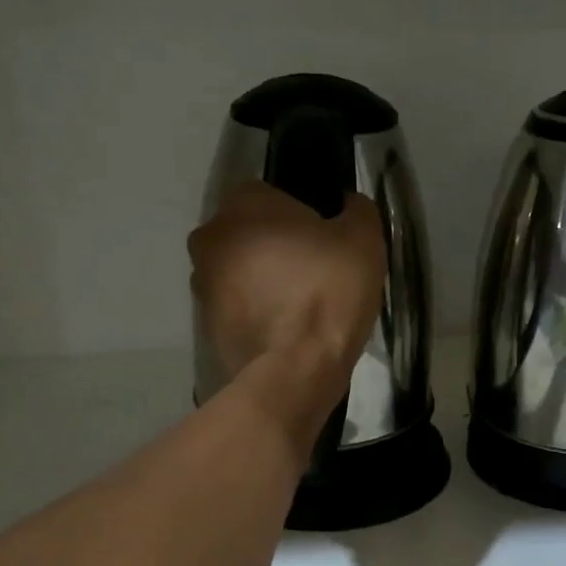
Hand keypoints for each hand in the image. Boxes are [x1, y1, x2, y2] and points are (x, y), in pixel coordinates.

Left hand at [189, 181, 384, 394]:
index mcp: (244, 204)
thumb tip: (348, 203)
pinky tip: (285, 330)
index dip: (302, 219)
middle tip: (313, 275)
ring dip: (263, 282)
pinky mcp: (205, 323)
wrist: (296, 368)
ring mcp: (202, 282)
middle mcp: (211, 236)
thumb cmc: (329, 292)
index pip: (273, 197)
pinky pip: (236, 307)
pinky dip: (256, 313)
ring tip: (300, 307)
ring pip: (240, 271)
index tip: (325, 244)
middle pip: (251, 234)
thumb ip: (357, 210)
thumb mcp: (363, 240)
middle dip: (276, 249)